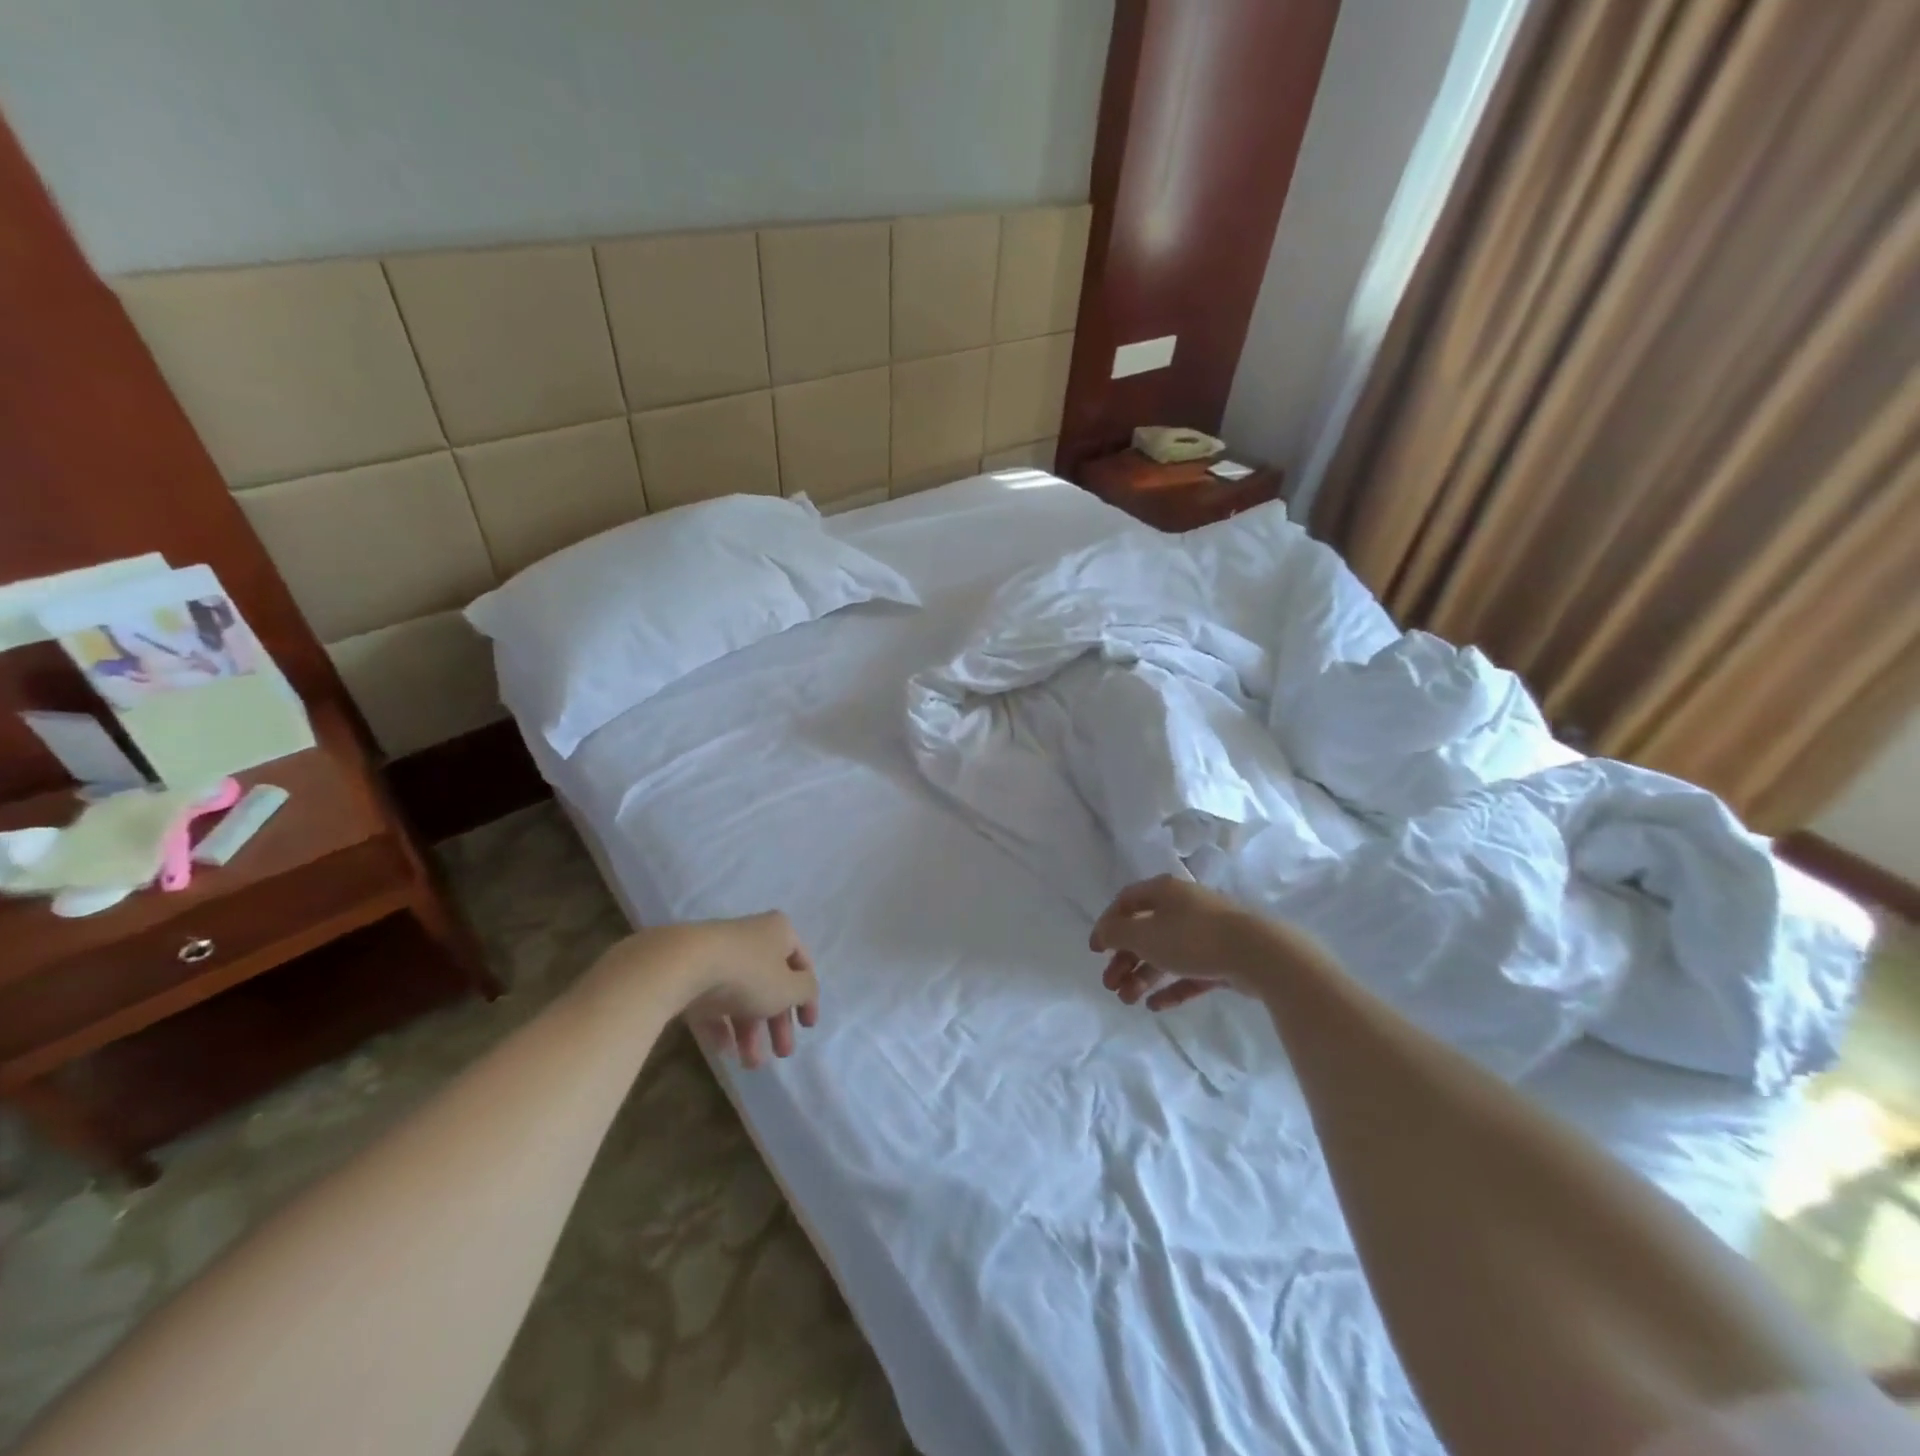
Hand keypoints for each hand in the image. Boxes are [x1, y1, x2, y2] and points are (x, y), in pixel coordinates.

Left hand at [588, 914, 819, 1068]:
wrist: (682, 965)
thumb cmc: (748, 973)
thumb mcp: (789, 988)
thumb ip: (805, 992)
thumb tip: (805, 991)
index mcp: (779, 932)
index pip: (801, 964)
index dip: (808, 997)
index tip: (808, 1027)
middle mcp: (751, 938)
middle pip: (770, 983)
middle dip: (777, 1023)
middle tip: (782, 1054)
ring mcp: (719, 955)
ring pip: (741, 996)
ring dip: (749, 1032)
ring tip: (750, 1064)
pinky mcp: (691, 973)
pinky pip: (712, 1002)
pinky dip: (720, 1026)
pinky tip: (724, 1052)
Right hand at [1091, 875, 1317, 1011]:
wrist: (1259, 954)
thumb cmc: (1192, 938)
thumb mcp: (1144, 935)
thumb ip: (1117, 933)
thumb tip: (1103, 931)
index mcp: (1164, 892)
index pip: (1126, 902)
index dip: (1107, 924)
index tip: (1095, 950)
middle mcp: (1184, 906)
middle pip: (1145, 931)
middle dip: (1124, 959)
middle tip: (1109, 984)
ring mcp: (1206, 932)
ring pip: (1166, 953)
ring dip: (1143, 976)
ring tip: (1128, 1001)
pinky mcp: (1224, 958)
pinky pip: (1190, 972)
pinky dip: (1171, 987)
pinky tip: (1155, 1006)